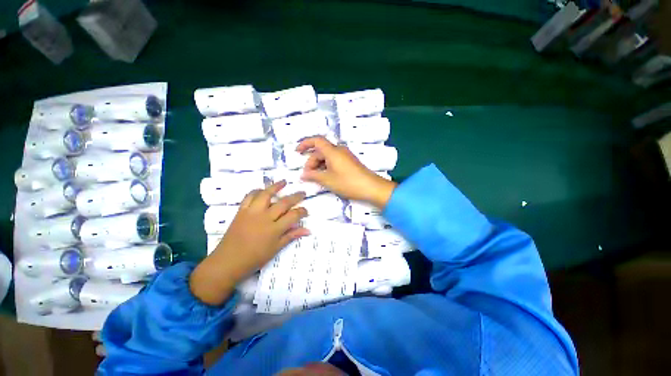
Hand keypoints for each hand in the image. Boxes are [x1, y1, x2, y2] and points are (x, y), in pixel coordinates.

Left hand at [190, 181, 308, 305]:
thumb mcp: (276, 249)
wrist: (228, 262)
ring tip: (284, 182)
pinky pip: (249, 196)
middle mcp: (264, 217)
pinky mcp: (241, 211)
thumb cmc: (254, 258)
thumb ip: (291, 236)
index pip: (293, 215)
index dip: (302, 211)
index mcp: (274, 229)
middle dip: (295, 196)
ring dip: (276, 186)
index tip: (306, 211)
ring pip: (266, 194)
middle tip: (302, 193)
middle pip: (283, 202)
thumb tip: (307, 230)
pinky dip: (257, 191)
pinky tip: (262, 190)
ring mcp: (252, 212)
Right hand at [296, 136, 396, 207]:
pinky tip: (325, 177)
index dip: (305, 143)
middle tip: (308, 175)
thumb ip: (313, 176)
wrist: (371, 187)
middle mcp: (339, 150)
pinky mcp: (349, 162)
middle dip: (311, 161)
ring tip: (316, 178)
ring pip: (327, 156)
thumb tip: (303, 175)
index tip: (297, 152)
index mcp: (332, 151)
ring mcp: (345, 156)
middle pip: (321, 151)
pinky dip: (327, 167)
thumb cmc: (348, 182)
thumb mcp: (328, 180)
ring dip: (319, 165)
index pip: (316, 140)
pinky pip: (334, 161)